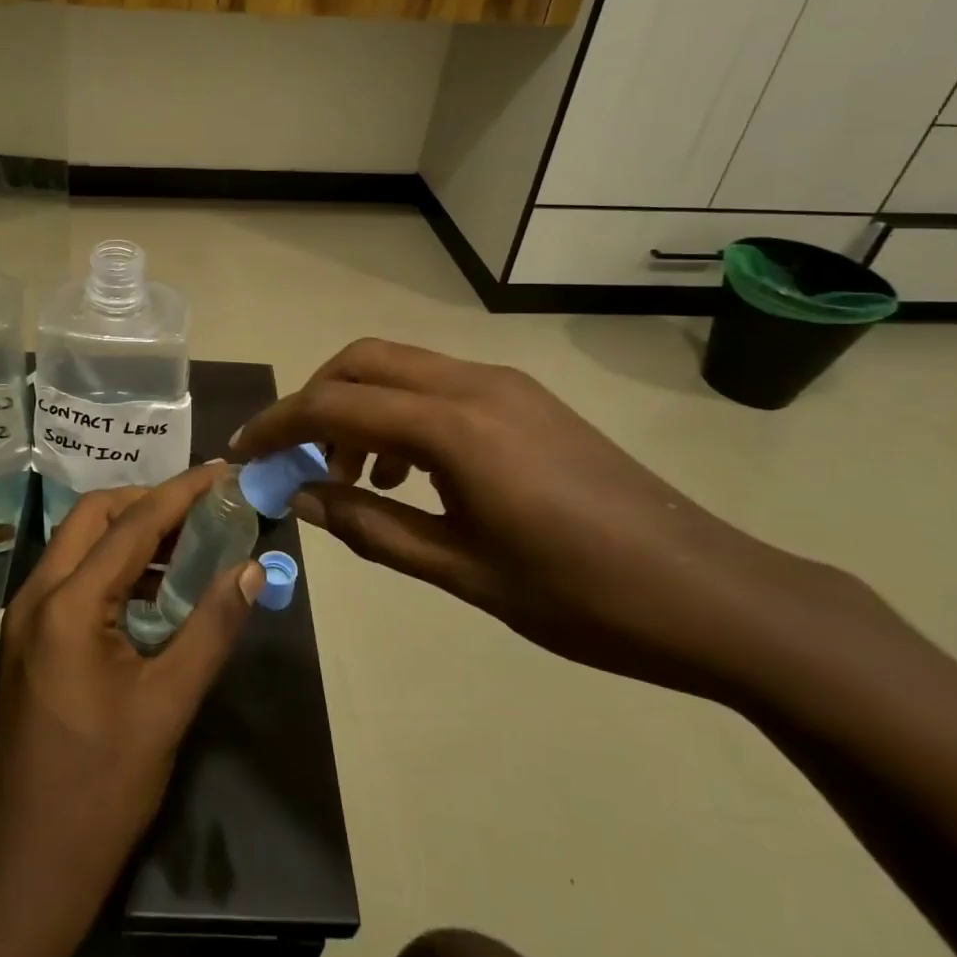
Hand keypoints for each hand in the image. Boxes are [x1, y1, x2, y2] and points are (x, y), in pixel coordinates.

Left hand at [0, 465, 265, 943]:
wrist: (24, 874)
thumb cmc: (100, 791)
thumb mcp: (167, 707)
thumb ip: (211, 629)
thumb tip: (250, 570)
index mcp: (68, 605)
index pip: (132, 526)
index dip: (182, 494)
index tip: (223, 472)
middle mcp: (36, 596)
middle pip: (93, 518)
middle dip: (148, 503)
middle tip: (203, 509)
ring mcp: (23, 619)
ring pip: (77, 544)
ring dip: (129, 534)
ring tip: (187, 542)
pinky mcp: (26, 642)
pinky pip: (70, 578)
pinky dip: (111, 567)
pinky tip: (152, 590)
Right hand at [231, 339, 842, 696]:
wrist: (711, 593)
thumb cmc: (580, 596)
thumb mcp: (461, 571)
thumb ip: (370, 526)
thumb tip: (300, 498)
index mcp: (453, 427)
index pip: (334, 404)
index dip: (280, 425)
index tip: (244, 453)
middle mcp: (473, 383)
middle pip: (362, 360)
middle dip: (313, 400)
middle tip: (295, 456)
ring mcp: (504, 384)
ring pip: (400, 367)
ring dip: (358, 405)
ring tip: (354, 475)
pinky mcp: (525, 398)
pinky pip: (438, 385)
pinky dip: (400, 413)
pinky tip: (410, 472)